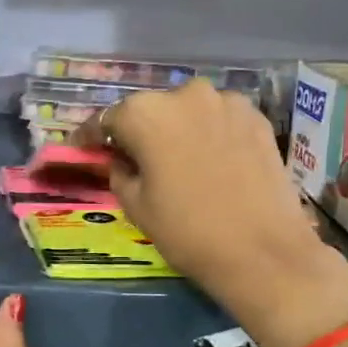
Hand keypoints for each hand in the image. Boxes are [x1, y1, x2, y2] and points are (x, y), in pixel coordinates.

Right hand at [78, 82, 347, 346]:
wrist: (263, 252)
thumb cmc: (187, 231)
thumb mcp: (135, 205)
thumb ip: (119, 171)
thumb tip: (121, 159)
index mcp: (145, 113)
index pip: (107, 119)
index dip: (92, 137)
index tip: (83, 149)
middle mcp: (185, 94)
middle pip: (150, 110)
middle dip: (138, 131)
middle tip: (133, 158)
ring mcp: (226, 102)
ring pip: (187, 112)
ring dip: (176, 130)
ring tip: (176, 161)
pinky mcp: (257, 118)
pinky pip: (218, 120)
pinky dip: (207, 134)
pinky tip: (208, 161)